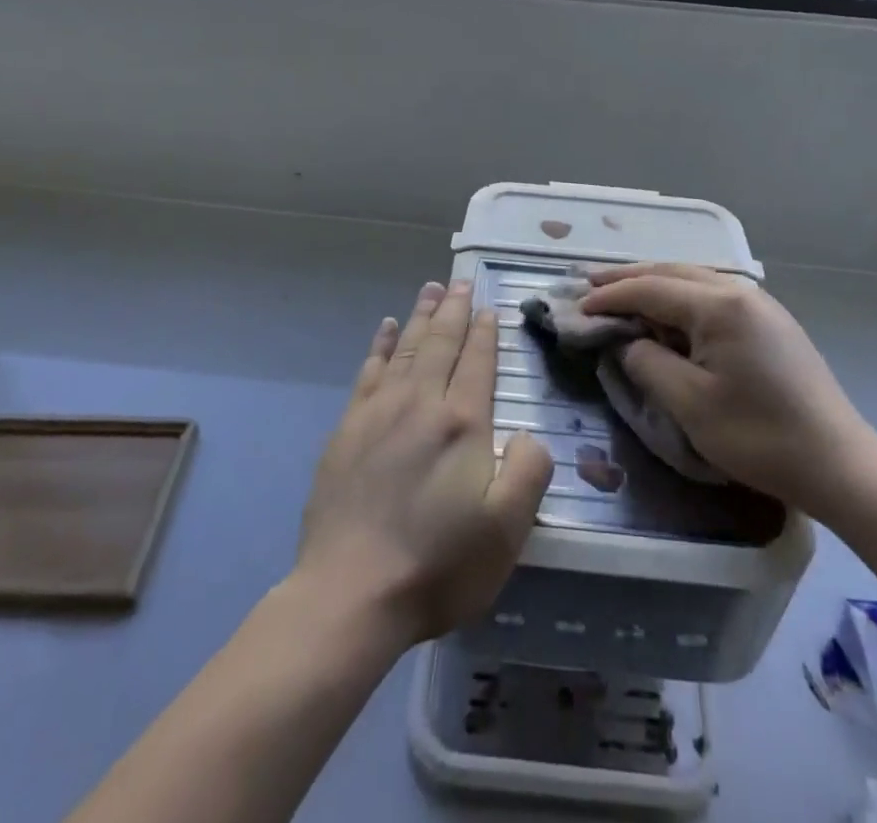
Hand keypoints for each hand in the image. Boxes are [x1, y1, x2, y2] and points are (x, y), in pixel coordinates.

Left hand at [294, 280, 553, 646]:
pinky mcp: (347, 430)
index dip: (486, 333)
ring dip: (421, 316)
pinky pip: (368, 371)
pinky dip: (379, 345)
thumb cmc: (437, 565)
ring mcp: (378, 413)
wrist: (349, 594)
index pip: (477, 362)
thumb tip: (528, 433)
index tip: (490, 307)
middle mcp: (420, 403)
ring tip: (432, 290)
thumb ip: (530, 471)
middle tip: (462, 281)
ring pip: (405, 348)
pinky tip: (385, 329)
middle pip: (440, 343)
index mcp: (462, 423)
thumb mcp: (506, 531)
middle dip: (454, 310)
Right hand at [581, 264, 876, 509]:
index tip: (577, 307)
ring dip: (654, 284)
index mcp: (719, 305)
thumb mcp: (690, 404)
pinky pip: (713, 295)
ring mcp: (759, 304)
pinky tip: (668, 311)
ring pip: (693, 280)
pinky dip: (680, 298)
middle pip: (671, 273)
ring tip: (621, 292)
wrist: (839, 463)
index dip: (610, 296)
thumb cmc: (760, 436)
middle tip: (589, 284)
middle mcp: (739, 291)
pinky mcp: (770, 322)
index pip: (650, 289)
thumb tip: (629, 343)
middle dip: (628, 278)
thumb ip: (648, 363)